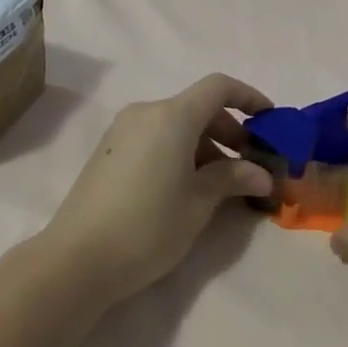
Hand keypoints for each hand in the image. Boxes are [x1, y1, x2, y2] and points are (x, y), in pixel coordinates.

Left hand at [44, 73, 274, 305]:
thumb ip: (233, 179)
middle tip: (250, 166)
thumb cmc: (148, 226)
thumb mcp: (199, 203)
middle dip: (229, 131)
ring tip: (222, 185)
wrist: (77, 258)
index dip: (248, 97)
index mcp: (172, 116)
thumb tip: (262, 175)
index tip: (270, 120)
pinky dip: (179, 151)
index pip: (218, 87)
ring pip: (176, 125)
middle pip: (197, 107)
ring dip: (205, 145)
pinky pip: (155, 138)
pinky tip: (187, 187)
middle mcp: (146, 112)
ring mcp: (122, 131)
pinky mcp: (109, 151)